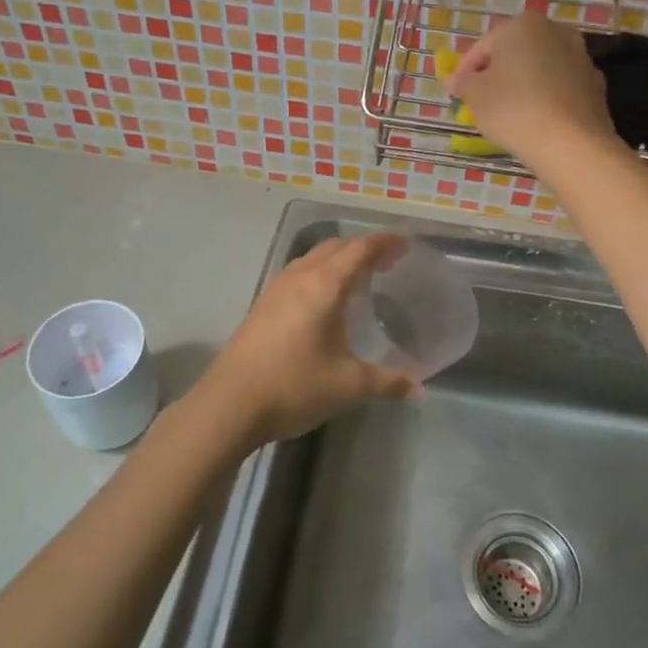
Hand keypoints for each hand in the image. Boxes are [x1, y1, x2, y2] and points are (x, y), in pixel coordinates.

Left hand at [193, 232, 416, 449]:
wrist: (229, 405)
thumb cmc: (294, 386)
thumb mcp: (348, 386)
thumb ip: (387, 383)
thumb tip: (418, 389)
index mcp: (324, 286)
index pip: (359, 250)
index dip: (384, 243)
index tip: (405, 244)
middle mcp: (299, 278)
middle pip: (335, 247)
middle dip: (362, 248)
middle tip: (387, 262)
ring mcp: (276, 290)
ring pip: (312, 258)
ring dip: (338, 259)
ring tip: (358, 278)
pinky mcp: (261, 306)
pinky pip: (298, 274)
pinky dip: (319, 273)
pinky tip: (323, 301)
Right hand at [447, 13, 617, 170]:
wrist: (571, 144)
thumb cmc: (513, 110)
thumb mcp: (474, 94)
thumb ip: (463, 81)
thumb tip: (461, 80)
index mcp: (522, 24)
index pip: (482, 47)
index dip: (465, 71)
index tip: (456, 94)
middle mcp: (555, 31)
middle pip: (514, 53)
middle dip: (497, 73)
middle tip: (482, 101)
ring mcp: (580, 57)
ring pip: (540, 69)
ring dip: (524, 84)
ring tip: (510, 113)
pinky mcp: (595, 84)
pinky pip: (560, 87)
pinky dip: (547, 98)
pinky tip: (538, 120)